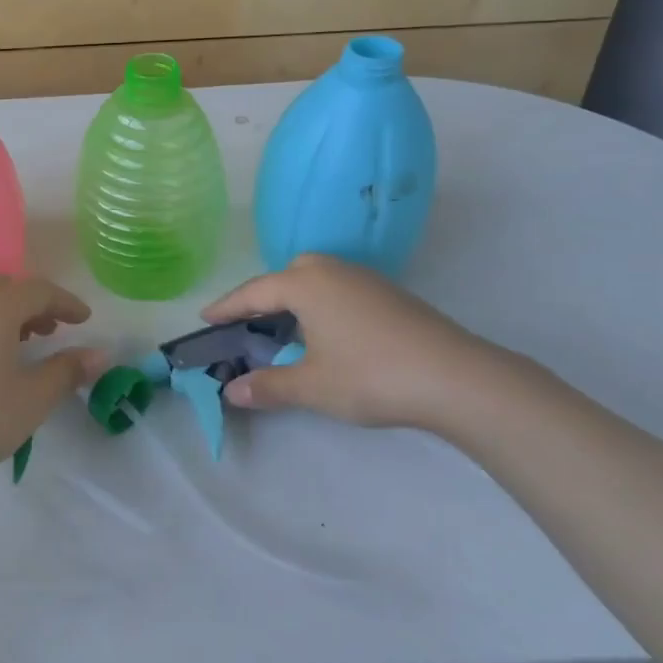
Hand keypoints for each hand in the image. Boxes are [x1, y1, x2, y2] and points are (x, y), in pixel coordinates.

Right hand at [203, 253, 506, 431]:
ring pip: (315, 280)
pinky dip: (320, 305)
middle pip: (285, 276)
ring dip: (294, 300)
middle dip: (262, 297)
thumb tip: (231, 391)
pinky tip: (327, 334)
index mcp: (305, 283)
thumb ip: (268, 385)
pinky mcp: (389, 294)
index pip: (253, 292)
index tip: (205, 318)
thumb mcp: (312, 386)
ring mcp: (365, 280)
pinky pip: (338, 290)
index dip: (226, 307)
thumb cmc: (371, 376)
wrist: (456, 377)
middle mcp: (332, 271)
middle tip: (247, 325)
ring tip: (285, 330)